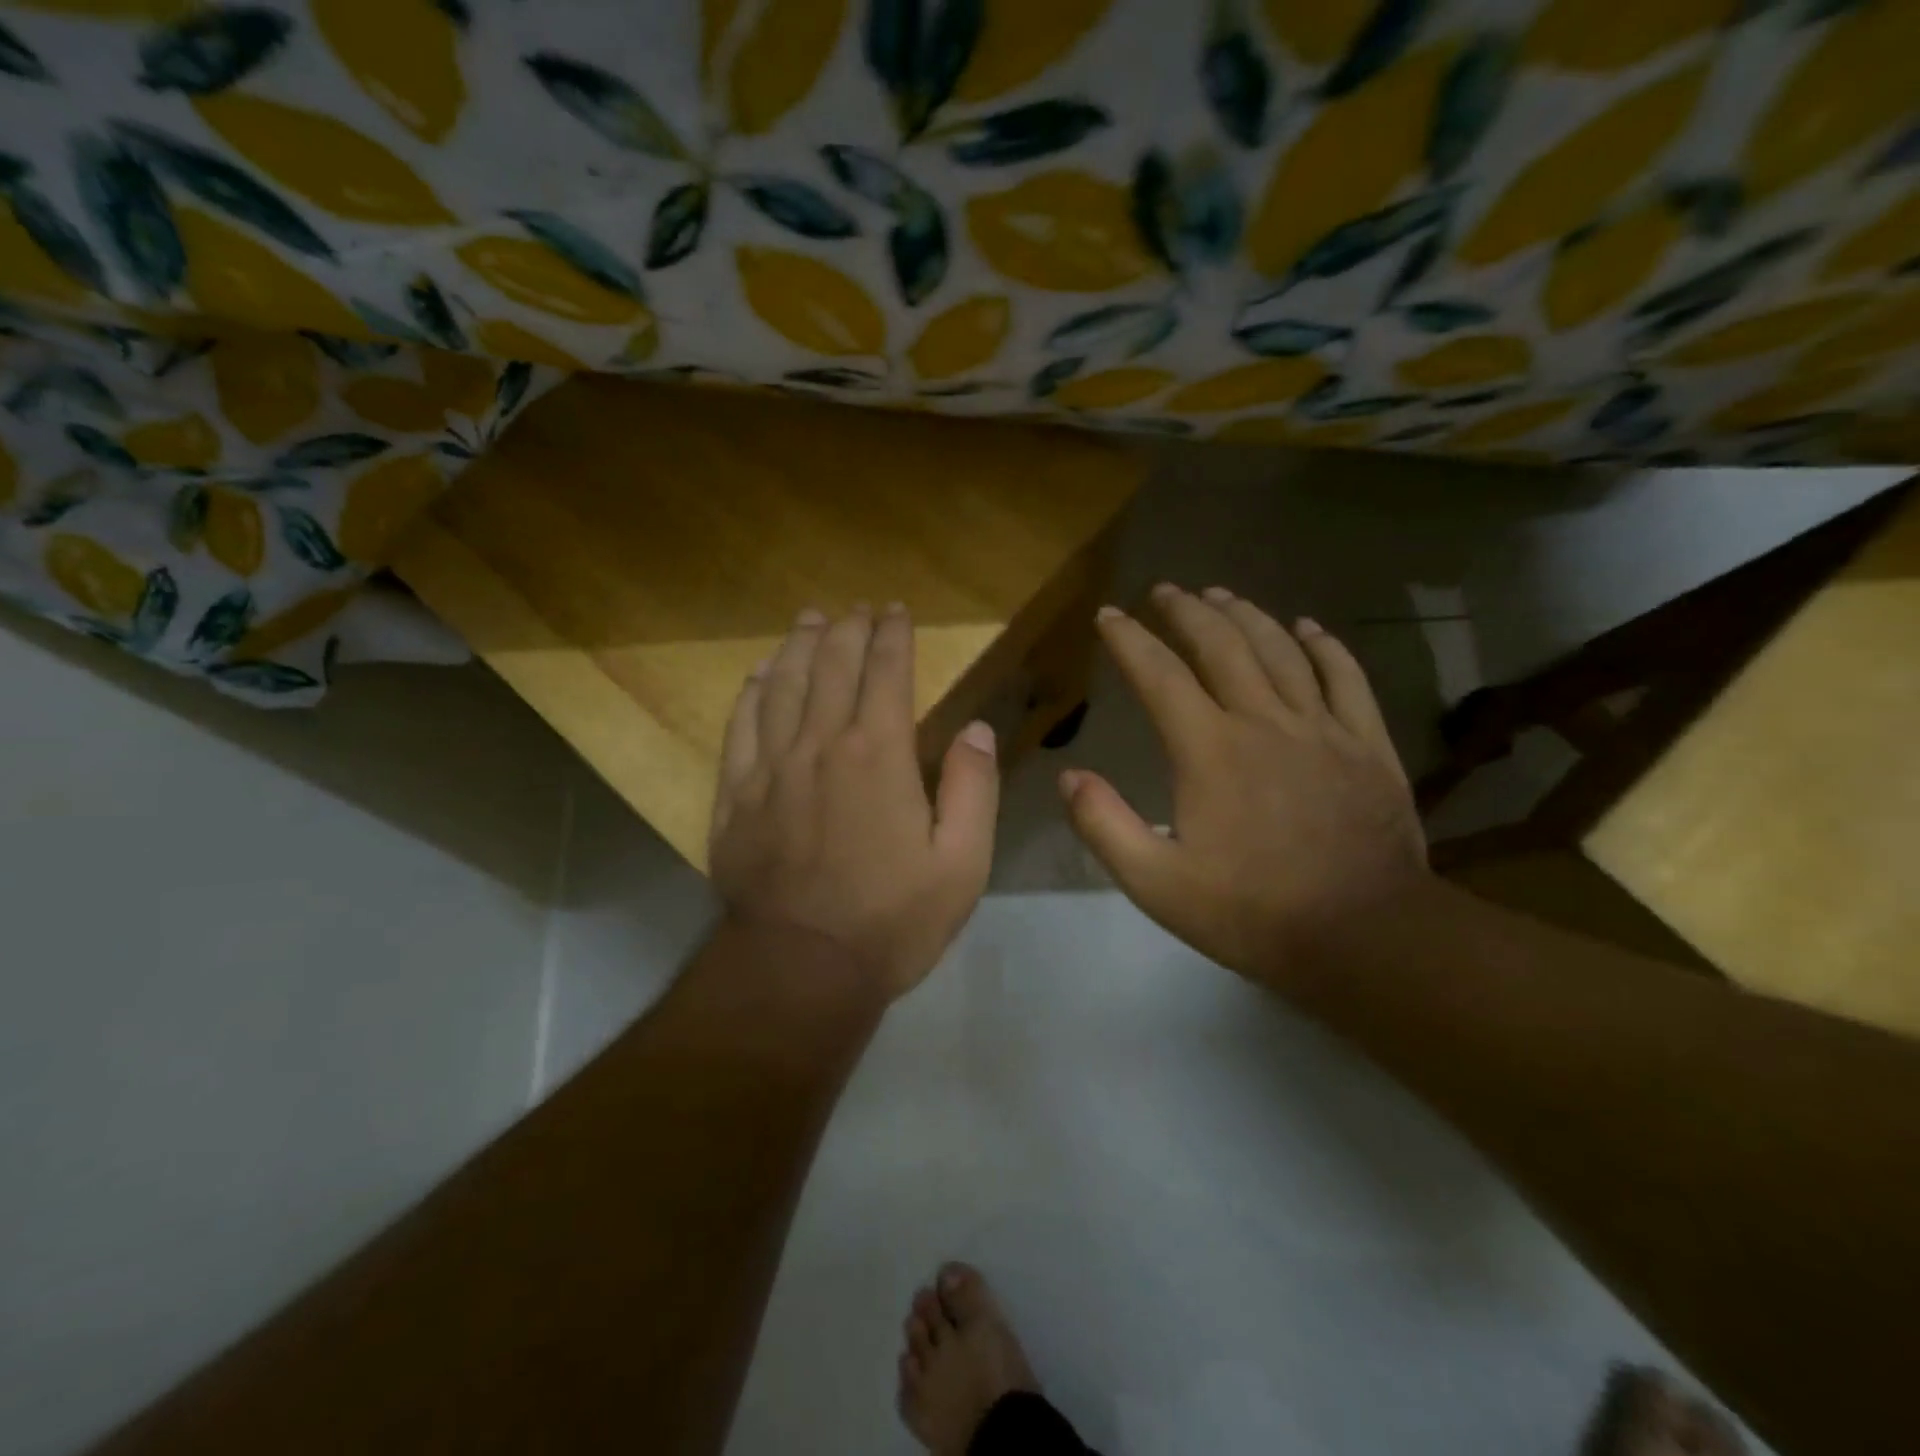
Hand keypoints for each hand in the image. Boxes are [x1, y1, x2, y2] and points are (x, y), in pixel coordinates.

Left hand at [710, 603, 1000, 999]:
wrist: (801, 969)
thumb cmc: (892, 919)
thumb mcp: (962, 864)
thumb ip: (973, 789)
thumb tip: (977, 730)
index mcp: (878, 754)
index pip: (886, 672)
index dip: (893, 635)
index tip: (896, 611)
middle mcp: (820, 744)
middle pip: (832, 667)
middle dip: (848, 629)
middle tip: (857, 608)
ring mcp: (770, 768)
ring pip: (782, 686)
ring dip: (800, 647)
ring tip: (810, 620)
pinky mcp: (735, 797)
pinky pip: (740, 728)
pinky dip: (752, 694)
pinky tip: (759, 676)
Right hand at [1061, 585, 1427, 992]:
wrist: (1364, 935)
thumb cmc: (1252, 912)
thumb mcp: (1157, 884)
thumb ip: (1105, 826)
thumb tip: (1069, 777)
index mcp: (1209, 749)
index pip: (1159, 676)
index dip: (1130, 640)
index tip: (1109, 615)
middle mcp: (1263, 722)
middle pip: (1221, 646)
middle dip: (1187, 612)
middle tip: (1165, 590)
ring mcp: (1322, 728)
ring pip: (1280, 651)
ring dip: (1246, 615)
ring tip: (1221, 594)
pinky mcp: (1366, 744)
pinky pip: (1346, 677)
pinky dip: (1324, 646)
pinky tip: (1307, 627)